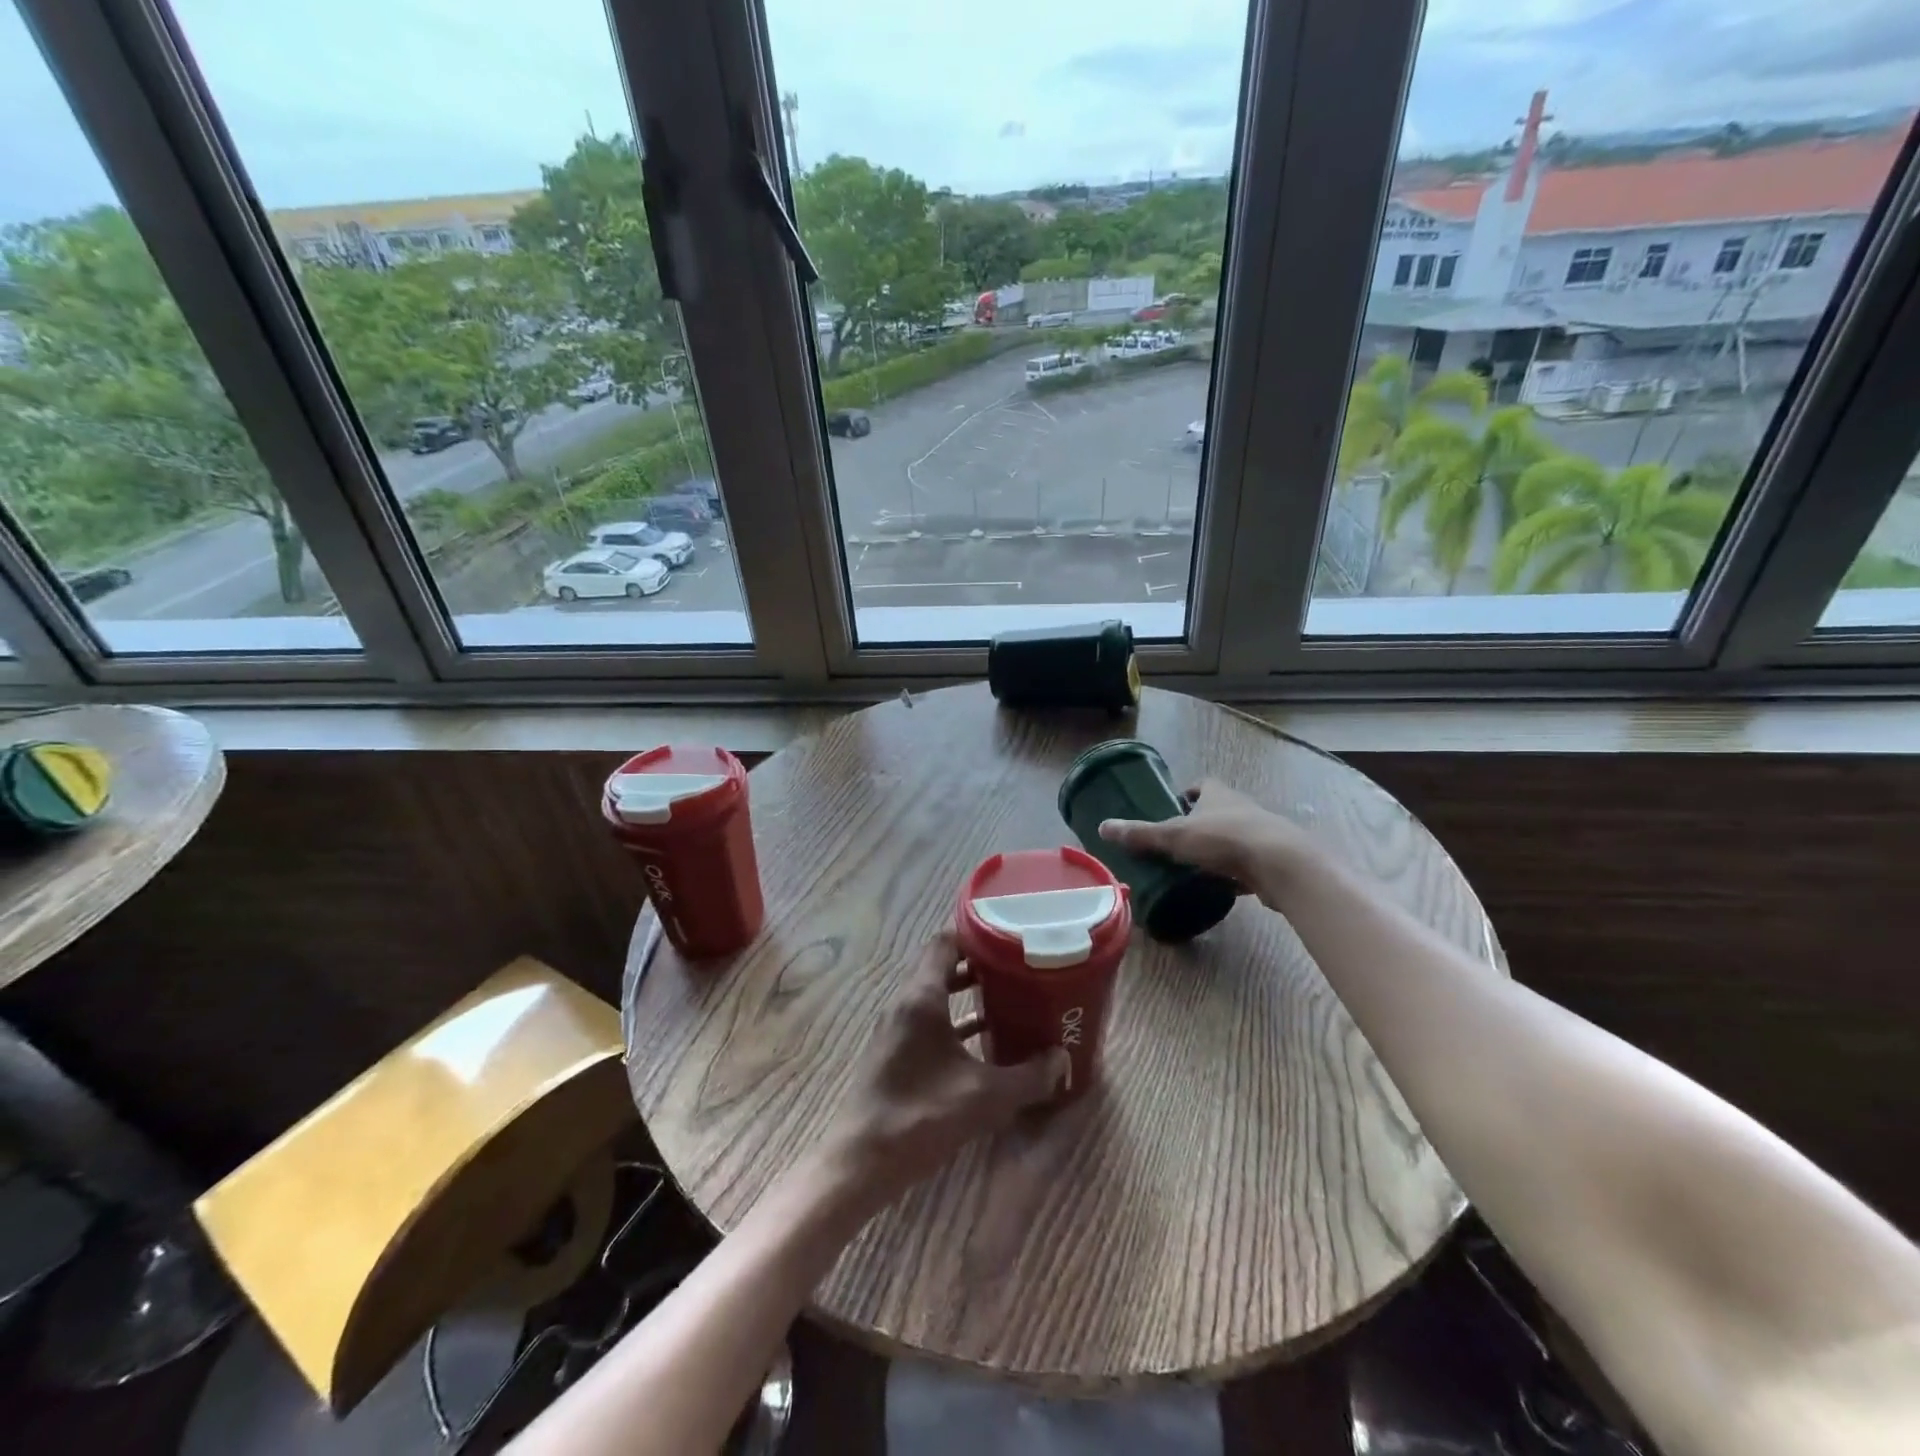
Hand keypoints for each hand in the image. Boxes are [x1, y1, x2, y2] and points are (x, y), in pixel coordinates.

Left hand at [821, 934, 1068, 1209]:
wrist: (861, 1162)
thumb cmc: (922, 1115)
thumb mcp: (985, 1097)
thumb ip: (1029, 1076)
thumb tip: (1062, 1060)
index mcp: (922, 997)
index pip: (945, 942)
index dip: (976, 935)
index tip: (1009, 938)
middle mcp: (905, 1004)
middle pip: (942, 967)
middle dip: (980, 966)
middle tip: (1018, 969)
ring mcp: (896, 1029)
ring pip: (935, 996)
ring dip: (968, 996)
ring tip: (1010, 1001)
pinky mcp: (894, 1053)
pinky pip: (928, 1023)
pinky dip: (955, 1023)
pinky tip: (984, 1044)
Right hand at [1097, 778, 1308, 899]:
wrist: (1281, 864)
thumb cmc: (1225, 839)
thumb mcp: (1174, 836)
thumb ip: (1140, 834)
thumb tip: (1102, 826)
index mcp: (1218, 794)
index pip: (1201, 785)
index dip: (1186, 794)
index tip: (1172, 808)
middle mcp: (1241, 807)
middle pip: (1217, 810)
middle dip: (1199, 823)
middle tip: (1175, 842)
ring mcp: (1260, 833)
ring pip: (1233, 836)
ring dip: (1217, 848)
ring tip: (1193, 866)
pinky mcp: (1271, 859)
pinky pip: (1247, 862)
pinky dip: (1233, 871)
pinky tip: (1220, 885)